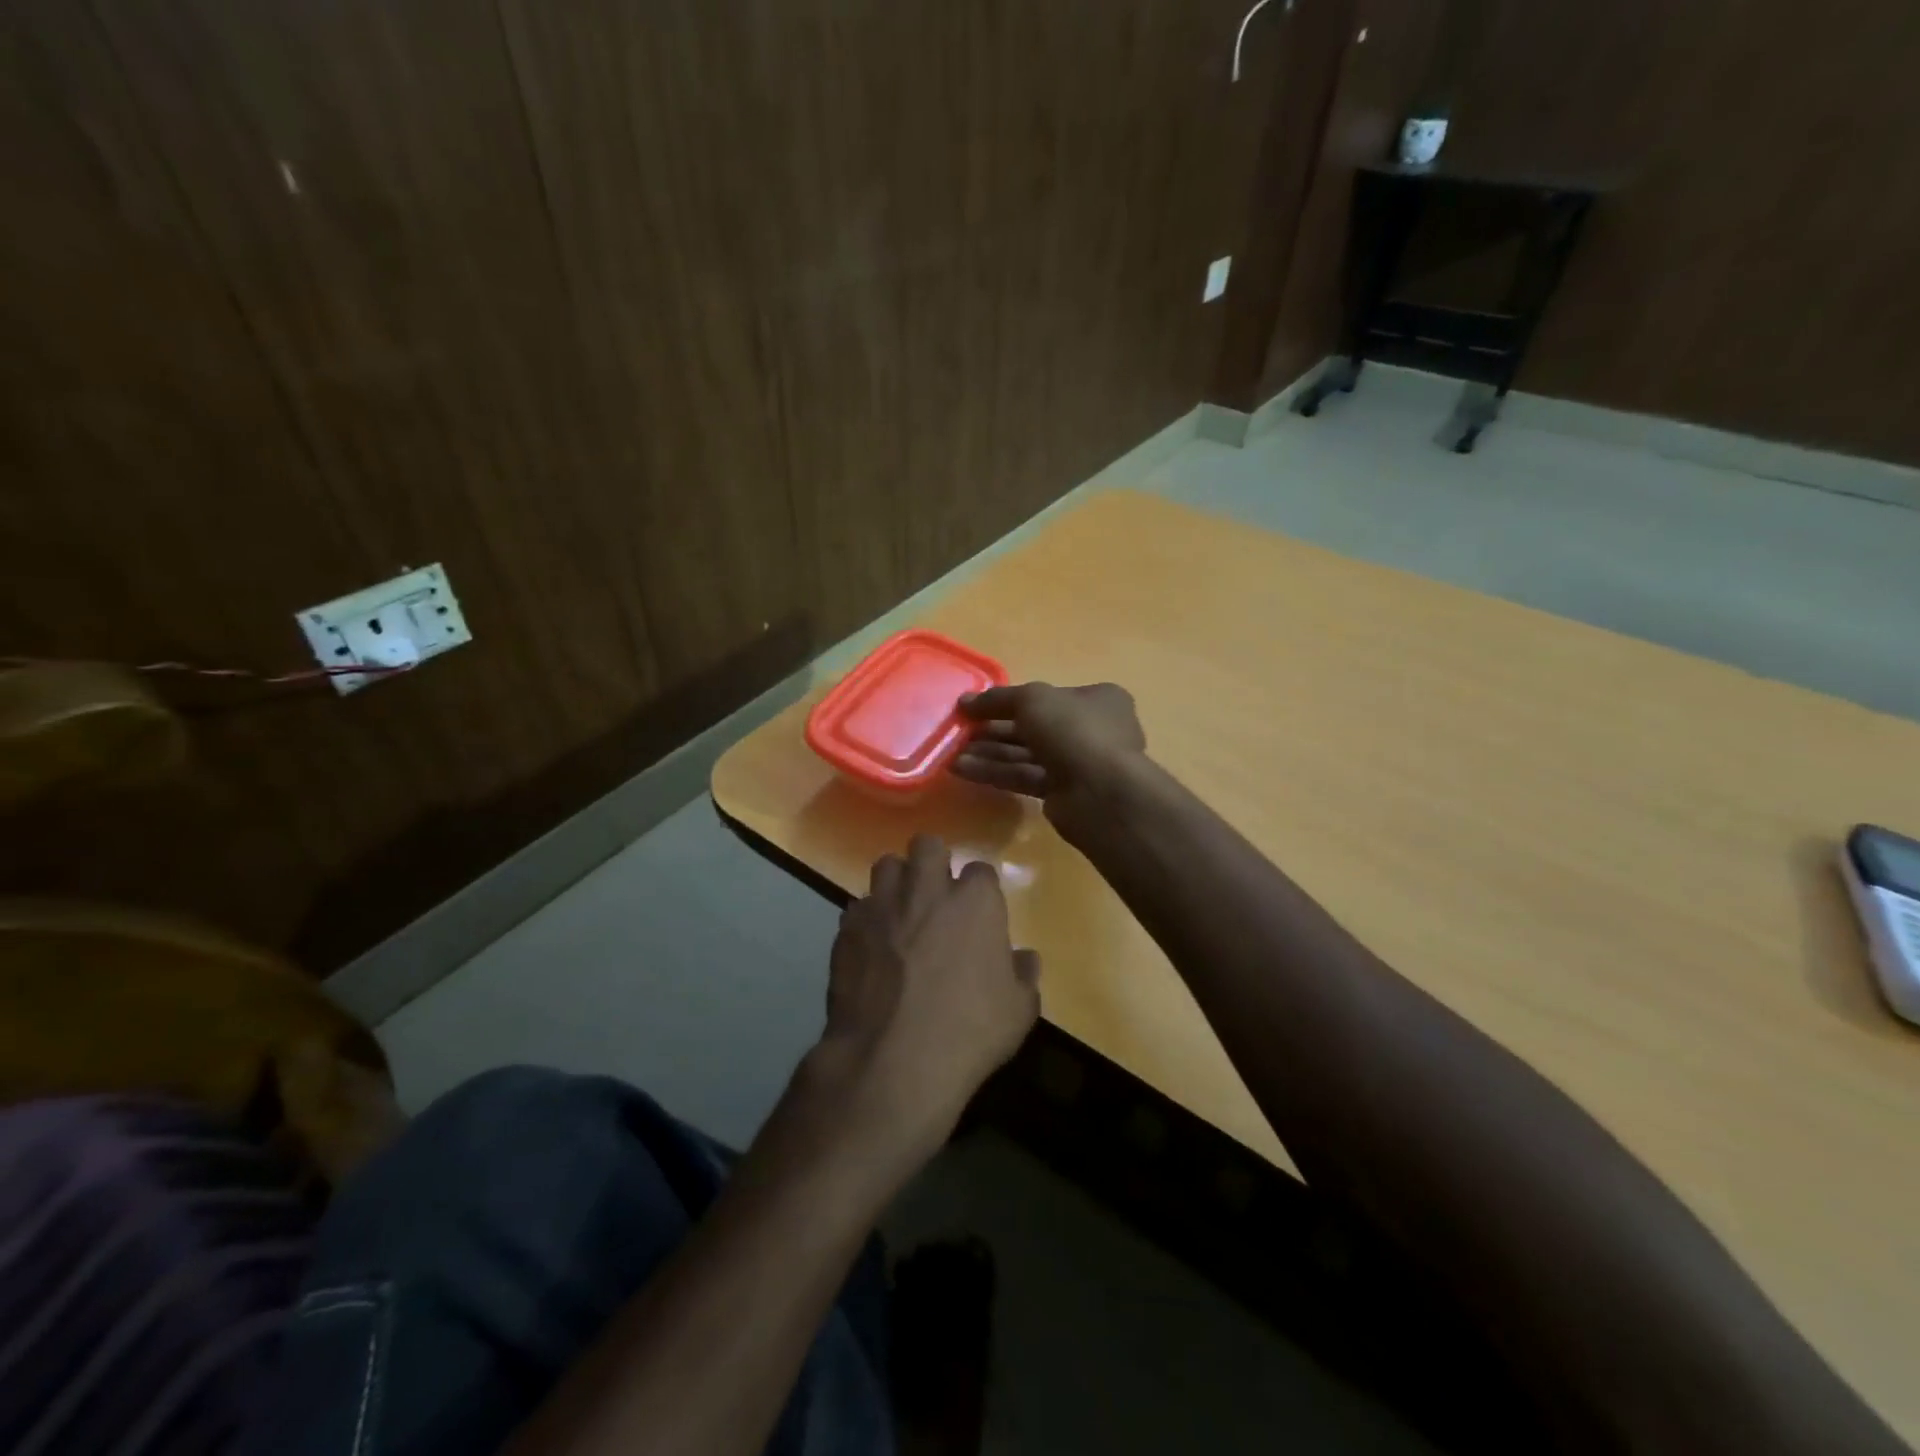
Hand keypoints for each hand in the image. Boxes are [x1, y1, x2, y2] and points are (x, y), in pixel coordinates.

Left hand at [804, 835, 1040, 1165]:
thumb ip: (1023, 975)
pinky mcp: (848, 928)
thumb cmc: (969, 1032)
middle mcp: (927, 889)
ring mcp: (883, 905)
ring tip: (900, 912)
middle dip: (932, 862)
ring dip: (896, 883)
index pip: (981, 870)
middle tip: (935, 896)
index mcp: (975, 901)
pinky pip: (858, 907)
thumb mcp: (1019, 1011)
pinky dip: (867, 919)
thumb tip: (1024, 958)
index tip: (979, 913)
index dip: (980, 891)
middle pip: (928, 845)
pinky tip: (872, 946)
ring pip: (886, 866)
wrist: (894, 1060)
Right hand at [953, 682, 1146, 829]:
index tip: (975, 707)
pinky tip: (963, 770)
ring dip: (989, 753)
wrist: (1100, 792)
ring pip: (1027, 754)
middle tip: (959, 733)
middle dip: (993, 730)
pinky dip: (996, 773)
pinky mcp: (1064, 794)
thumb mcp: (1032, 700)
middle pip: (1033, 727)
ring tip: (952, 754)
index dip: (1009, 701)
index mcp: (1098, 700)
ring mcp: (1079, 764)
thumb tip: (964, 702)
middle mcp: (1092, 730)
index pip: (1047, 697)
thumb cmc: (1073, 730)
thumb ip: (997, 699)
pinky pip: (1025, 777)